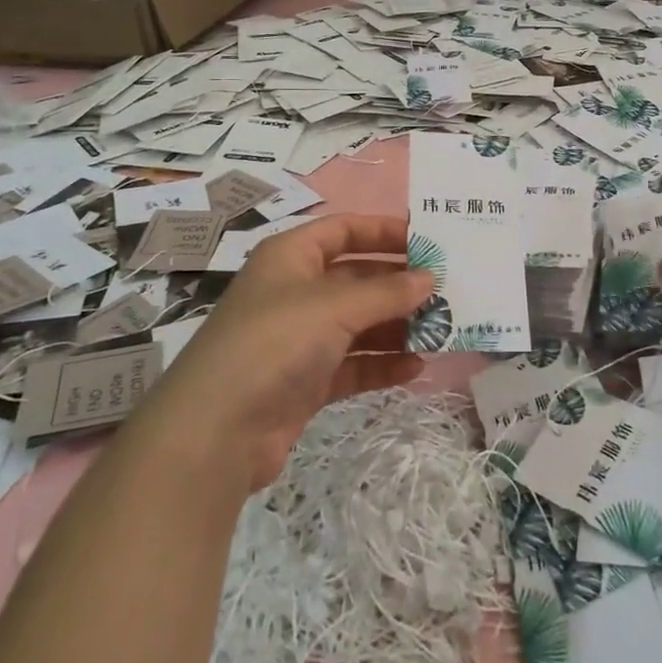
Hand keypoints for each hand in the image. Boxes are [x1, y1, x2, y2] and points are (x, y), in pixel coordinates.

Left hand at [146, 214, 432, 489]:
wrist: (215, 433)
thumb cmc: (274, 344)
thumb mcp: (334, 306)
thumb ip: (387, 291)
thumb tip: (430, 278)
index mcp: (291, 258)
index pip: (344, 229)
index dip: (384, 231)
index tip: (429, 240)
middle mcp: (295, 293)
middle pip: (357, 278)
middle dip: (400, 284)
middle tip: (447, 290)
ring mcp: (300, 340)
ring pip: (359, 324)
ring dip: (398, 327)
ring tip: (442, 331)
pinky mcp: (306, 382)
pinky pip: (354, 365)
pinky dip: (383, 365)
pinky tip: (416, 367)